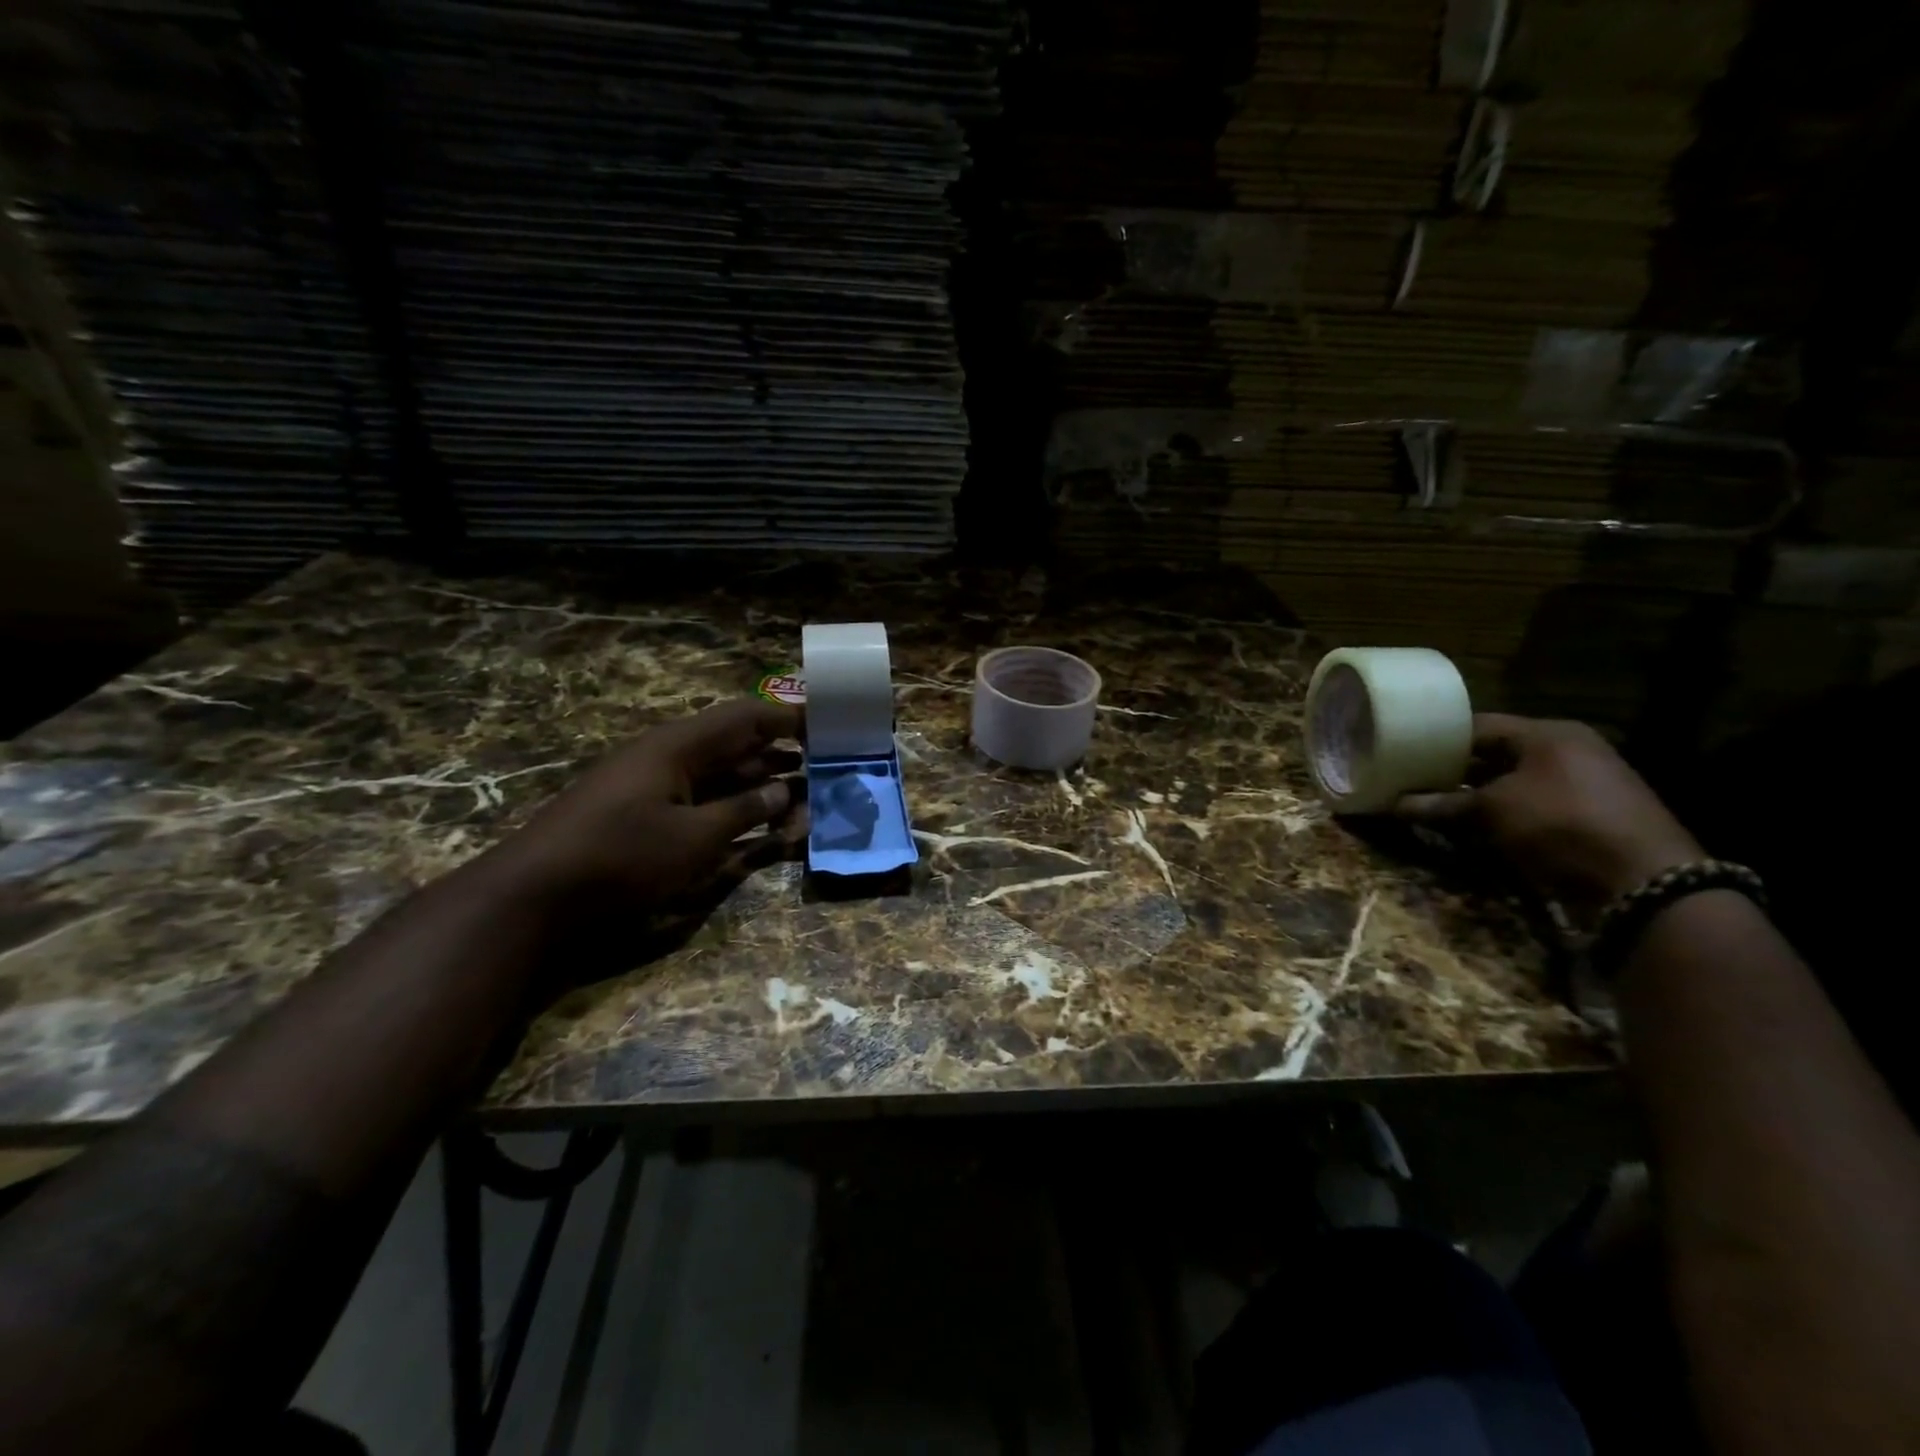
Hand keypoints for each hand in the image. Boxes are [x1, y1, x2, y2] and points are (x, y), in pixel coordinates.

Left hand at [484, 698, 804, 919]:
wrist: (534, 893)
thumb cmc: (621, 856)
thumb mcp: (695, 838)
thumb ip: (745, 812)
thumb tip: (784, 790)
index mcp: (680, 746)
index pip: (747, 717)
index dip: (789, 719)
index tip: (828, 728)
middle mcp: (669, 755)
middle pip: (736, 744)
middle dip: (781, 756)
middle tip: (823, 772)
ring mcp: (654, 784)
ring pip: (720, 774)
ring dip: (760, 784)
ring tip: (803, 801)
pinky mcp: (643, 812)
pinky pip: (701, 798)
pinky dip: (733, 807)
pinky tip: (757, 825)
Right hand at [1397, 714, 1701, 917]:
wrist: (1643, 881)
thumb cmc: (1560, 824)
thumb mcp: (1492, 810)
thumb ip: (1441, 804)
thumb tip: (1393, 805)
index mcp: (1548, 733)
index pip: (1478, 726)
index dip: (1437, 739)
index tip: (1402, 753)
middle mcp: (1568, 751)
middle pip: (1494, 755)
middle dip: (1453, 771)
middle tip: (1411, 782)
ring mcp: (1582, 785)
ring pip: (1511, 783)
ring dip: (1475, 796)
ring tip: (1432, 806)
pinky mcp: (1588, 817)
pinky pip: (1530, 807)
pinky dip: (1501, 815)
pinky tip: (1472, 829)